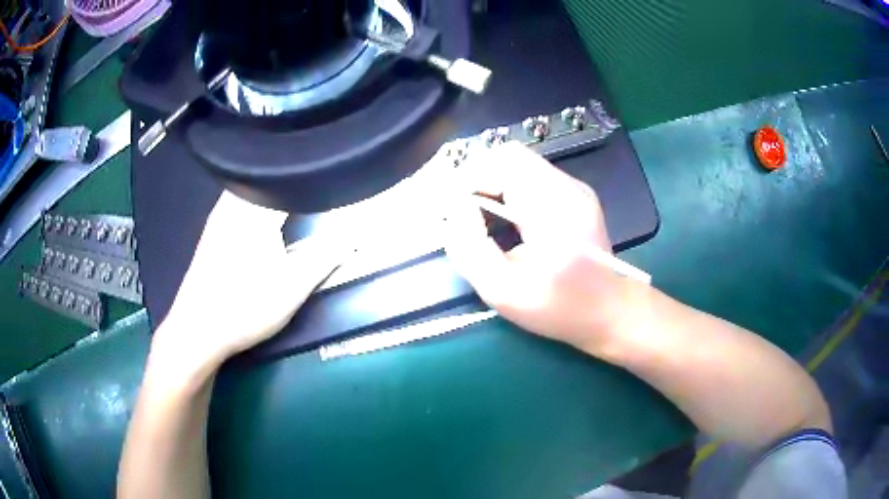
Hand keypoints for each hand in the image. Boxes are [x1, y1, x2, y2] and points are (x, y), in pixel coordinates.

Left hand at [153, 191, 345, 373]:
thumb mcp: (292, 287)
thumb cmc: (245, 307)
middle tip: (317, 187)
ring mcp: (218, 216)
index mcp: (254, 210)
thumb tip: (353, 235)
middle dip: (294, 180)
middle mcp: (233, 203)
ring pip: (251, 188)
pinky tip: (264, 218)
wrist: (197, 331)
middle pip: (268, 177)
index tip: (334, 182)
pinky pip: (239, 200)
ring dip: (275, 190)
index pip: (291, 179)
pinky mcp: (211, 231)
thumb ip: (325, 257)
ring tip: (296, 197)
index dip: (315, 179)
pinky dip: (258, 201)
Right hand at [443, 142, 631, 351]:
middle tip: (459, 212)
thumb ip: (469, 249)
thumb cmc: (561, 308)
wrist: (612, 311)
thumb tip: (455, 211)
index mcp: (553, 207)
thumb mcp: (505, 292)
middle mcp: (566, 186)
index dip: (467, 180)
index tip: (448, 208)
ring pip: (519, 164)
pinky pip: (532, 177)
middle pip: (509, 157)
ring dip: (491, 183)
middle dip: (476, 178)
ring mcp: (574, 188)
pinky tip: (504, 217)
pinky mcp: (575, 195)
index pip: (501, 164)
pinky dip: (508, 189)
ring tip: (477, 215)